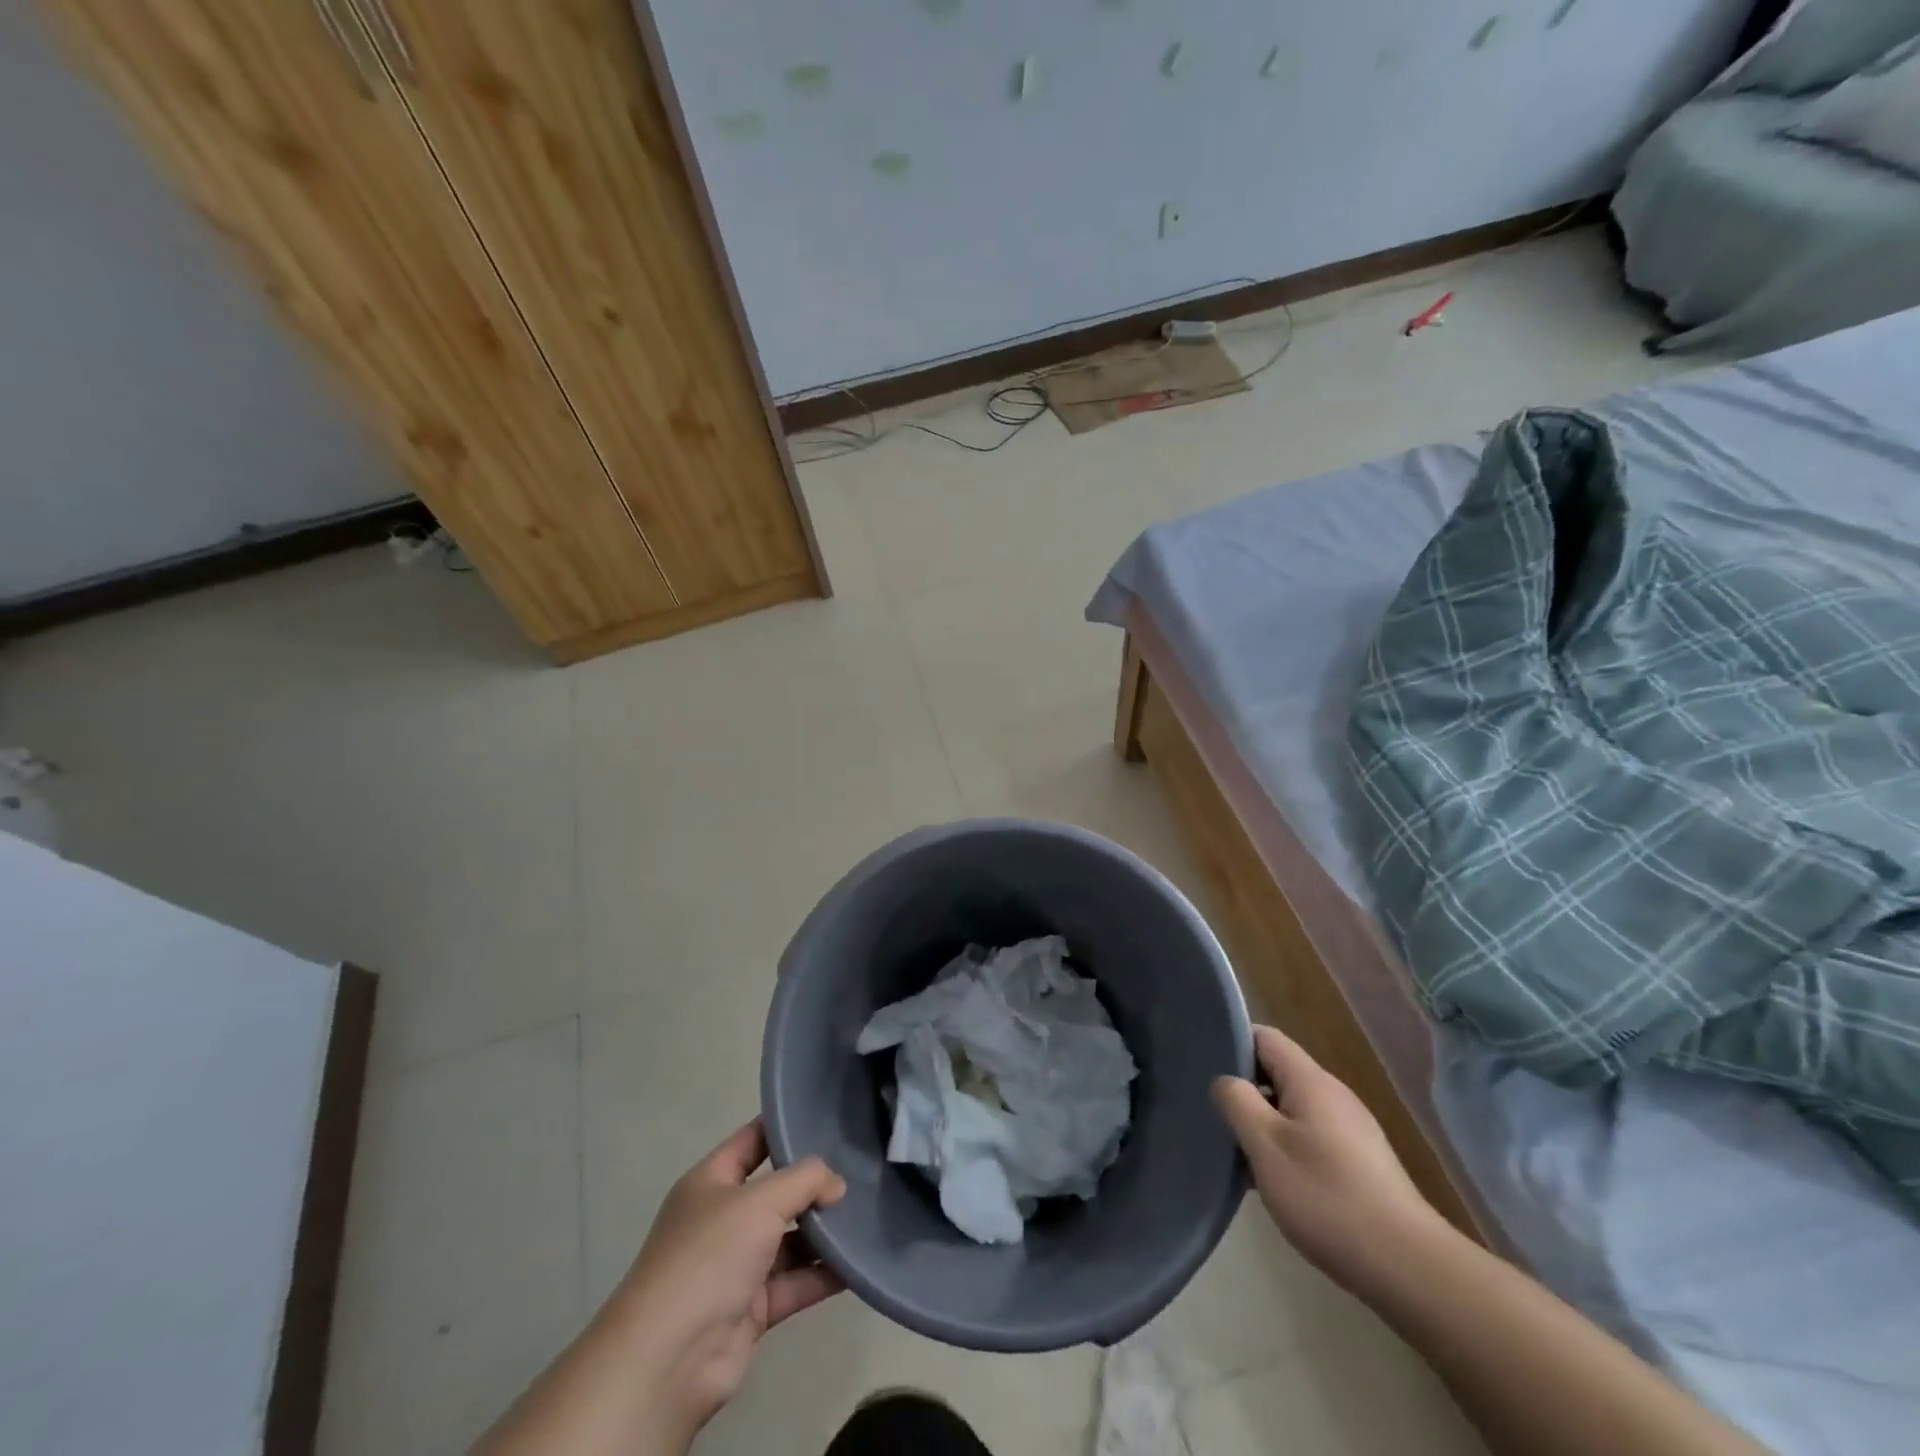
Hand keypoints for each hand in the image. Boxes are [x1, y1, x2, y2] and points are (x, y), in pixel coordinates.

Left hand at [606, 1120, 846, 1444]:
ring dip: (823, 1231)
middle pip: (776, 1192)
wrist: (670, 1359)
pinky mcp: (752, 1308)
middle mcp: (723, 1219)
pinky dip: (823, 1274)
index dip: (784, 1127)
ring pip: (789, 1239)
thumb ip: (805, 1180)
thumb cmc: (708, 1256)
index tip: (826, 1117)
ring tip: (866, 1213)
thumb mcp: (760, 1201)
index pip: (752, 1141)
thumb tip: (836, 1184)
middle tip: (859, 1168)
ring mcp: (737, 1265)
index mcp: (710, 1182)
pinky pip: (795, 1282)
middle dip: (813, 1183)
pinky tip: (857, 1262)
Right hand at [1212, 1025, 1443, 1287]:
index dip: (1232, 1043)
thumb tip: (1225, 1081)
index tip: (1204, 1068)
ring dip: (1264, 1123)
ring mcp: (1351, 1130)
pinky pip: (1311, 1137)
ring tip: (1237, 1152)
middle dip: (1245, 1089)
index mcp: (1311, 1081)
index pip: (1264, 1037)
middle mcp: (1334, 1095)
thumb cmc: (1326, 1197)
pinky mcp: (1361, 1163)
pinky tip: (1275, 1183)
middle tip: (1215, 1115)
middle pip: (1278, 1072)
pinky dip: (1287, 1148)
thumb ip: (1237, 1102)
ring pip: (1293, 1108)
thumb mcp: (1265, 1145)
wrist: (1409, 1268)